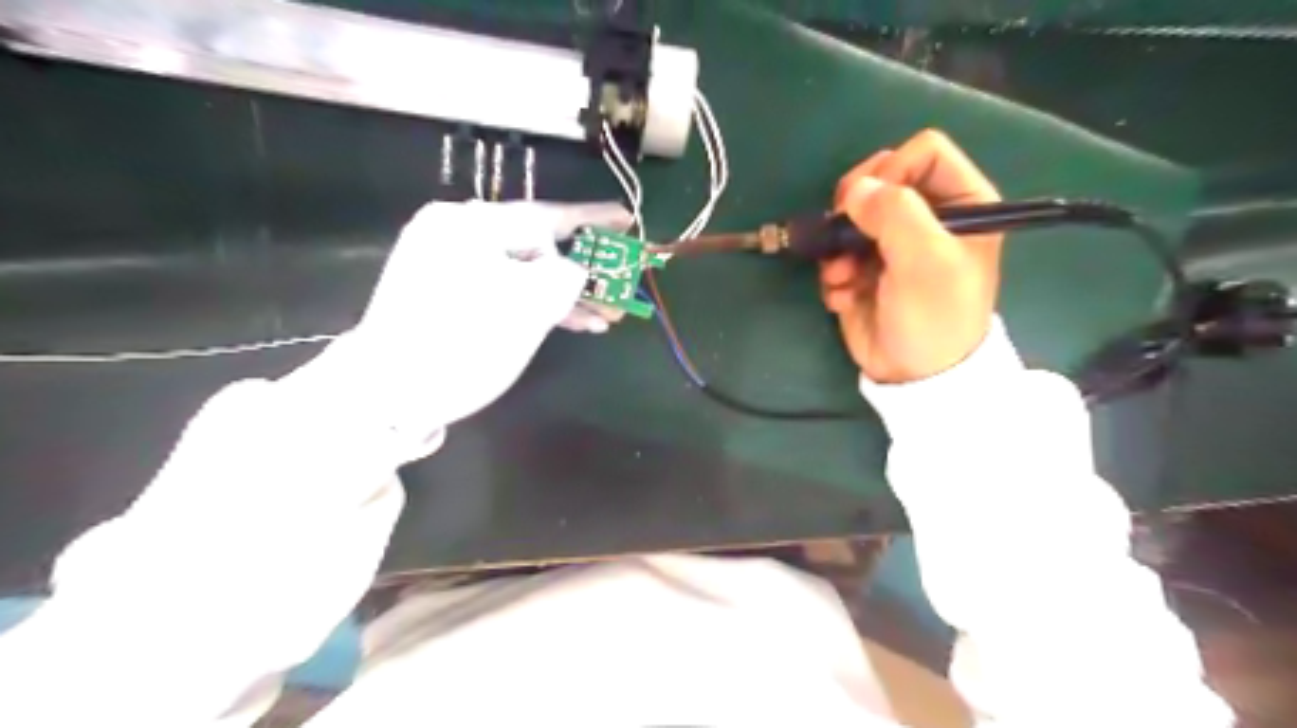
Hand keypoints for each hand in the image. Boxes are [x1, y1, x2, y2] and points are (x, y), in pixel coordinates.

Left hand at [314, 201, 634, 447]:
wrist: (388, 395)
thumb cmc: (462, 344)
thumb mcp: (529, 306)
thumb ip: (567, 276)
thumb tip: (576, 270)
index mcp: (471, 224)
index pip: (547, 216)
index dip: (594, 219)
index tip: (628, 220)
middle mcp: (457, 233)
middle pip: (537, 245)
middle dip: (584, 270)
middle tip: (620, 286)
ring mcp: (449, 264)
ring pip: (524, 271)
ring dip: (565, 294)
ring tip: (604, 317)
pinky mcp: (448, 293)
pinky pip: (505, 288)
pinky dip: (536, 303)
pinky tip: (572, 322)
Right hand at [819, 128, 999, 387]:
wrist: (915, 376)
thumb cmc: (934, 316)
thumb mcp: (926, 260)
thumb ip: (895, 213)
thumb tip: (855, 191)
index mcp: (962, 202)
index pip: (922, 152)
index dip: (893, 171)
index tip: (875, 206)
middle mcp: (926, 217)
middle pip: (879, 177)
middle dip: (855, 208)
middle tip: (845, 233)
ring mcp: (891, 244)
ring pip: (850, 217)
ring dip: (839, 247)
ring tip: (844, 277)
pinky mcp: (864, 269)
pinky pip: (837, 252)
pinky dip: (835, 274)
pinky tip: (844, 297)